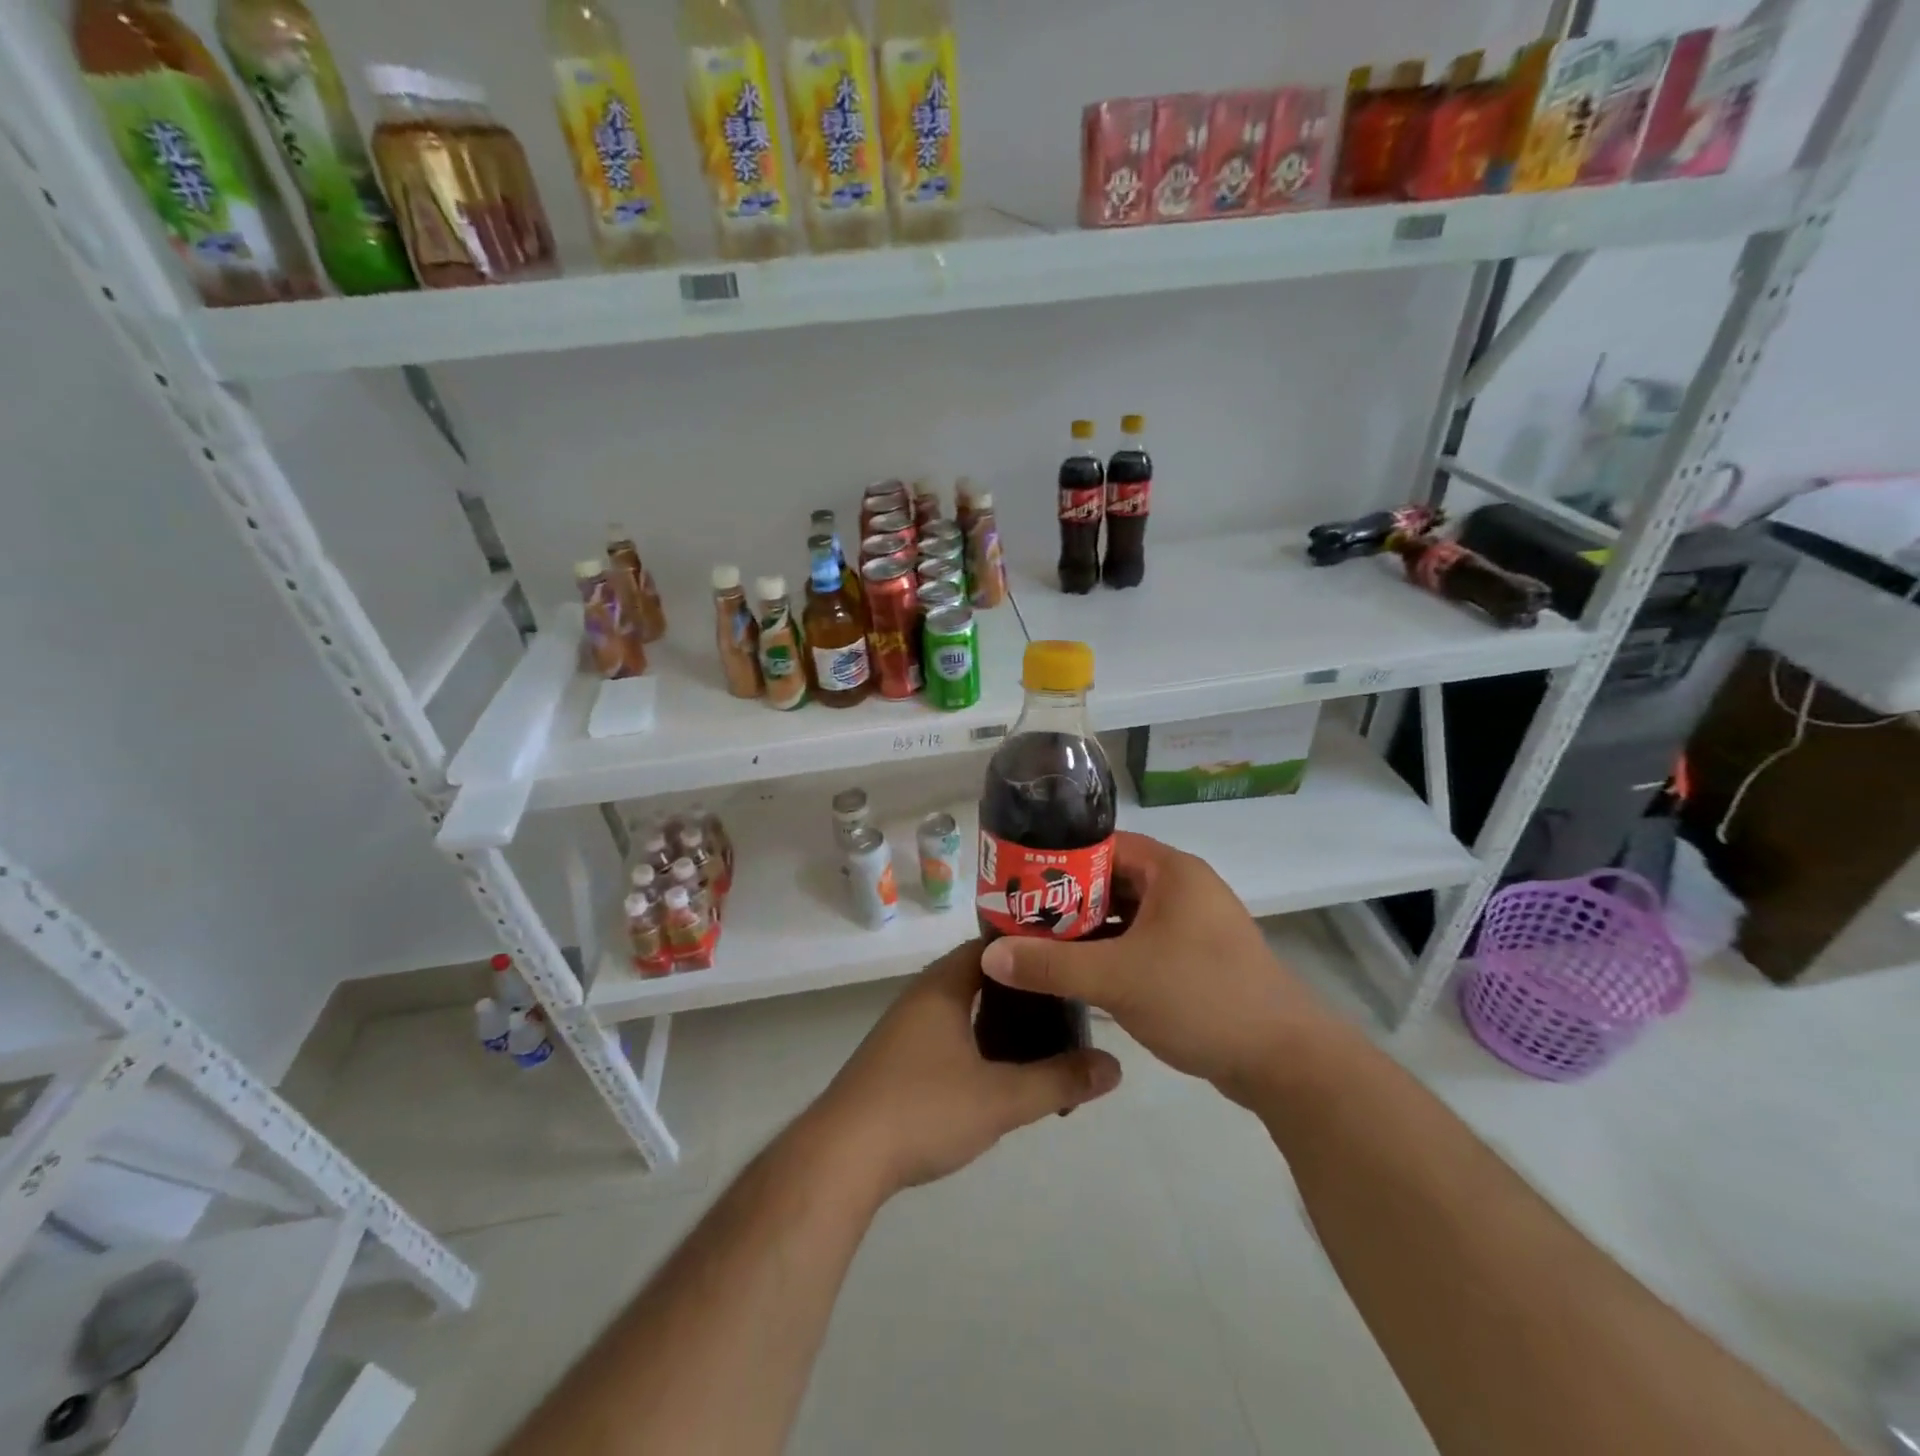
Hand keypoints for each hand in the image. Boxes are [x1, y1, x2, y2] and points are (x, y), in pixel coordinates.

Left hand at [807, 940, 1121, 1195]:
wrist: (841, 1156)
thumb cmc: (923, 1109)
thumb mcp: (1000, 1098)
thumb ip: (1058, 1080)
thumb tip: (1114, 1066)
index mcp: (943, 986)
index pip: (991, 946)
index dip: (1029, 949)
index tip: (1066, 960)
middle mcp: (921, 997)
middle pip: (979, 977)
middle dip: (1021, 991)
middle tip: (1064, 1004)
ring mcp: (903, 1029)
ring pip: (962, 1009)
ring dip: (997, 1021)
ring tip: (1041, 1040)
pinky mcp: (894, 1060)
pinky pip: (946, 1034)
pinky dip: (976, 1042)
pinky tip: (996, 1073)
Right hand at [980, 831, 1334, 1102]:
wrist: (1285, 1063)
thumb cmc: (1201, 998)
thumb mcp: (1118, 979)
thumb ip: (1051, 965)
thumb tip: (990, 956)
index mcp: (1172, 871)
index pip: (1102, 846)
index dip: (1057, 860)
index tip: (1017, 882)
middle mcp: (1183, 888)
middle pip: (1110, 881)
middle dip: (1066, 901)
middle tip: (1019, 918)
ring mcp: (1192, 926)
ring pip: (1126, 916)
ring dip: (1087, 931)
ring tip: (1037, 947)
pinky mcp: (1196, 959)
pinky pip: (1142, 943)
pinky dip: (1111, 953)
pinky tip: (1078, 974)